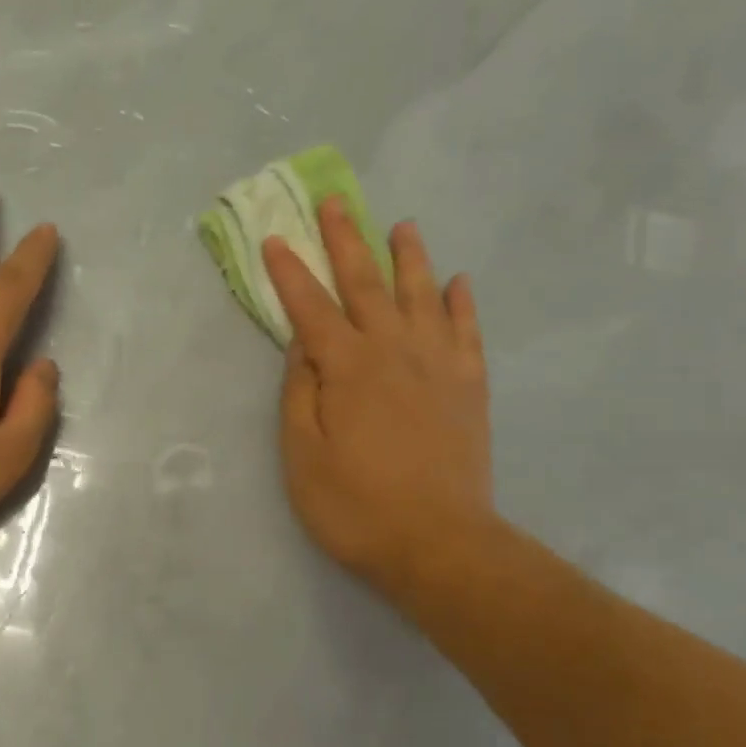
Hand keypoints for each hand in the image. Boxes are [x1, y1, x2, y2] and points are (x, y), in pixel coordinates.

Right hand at [263, 198, 493, 605]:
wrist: (438, 543)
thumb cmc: (354, 505)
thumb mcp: (302, 454)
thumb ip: (300, 391)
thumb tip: (302, 343)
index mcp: (346, 367)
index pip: (311, 307)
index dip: (291, 272)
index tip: (276, 238)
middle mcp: (393, 351)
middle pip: (366, 284)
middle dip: (346, 241)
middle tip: (336, 203)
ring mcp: (438, 365)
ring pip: (422, 294)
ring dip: (408, 257)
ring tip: (402, 225)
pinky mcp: (469, 386)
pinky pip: (467, 331)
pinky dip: (461, 302)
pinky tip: (458, 281)